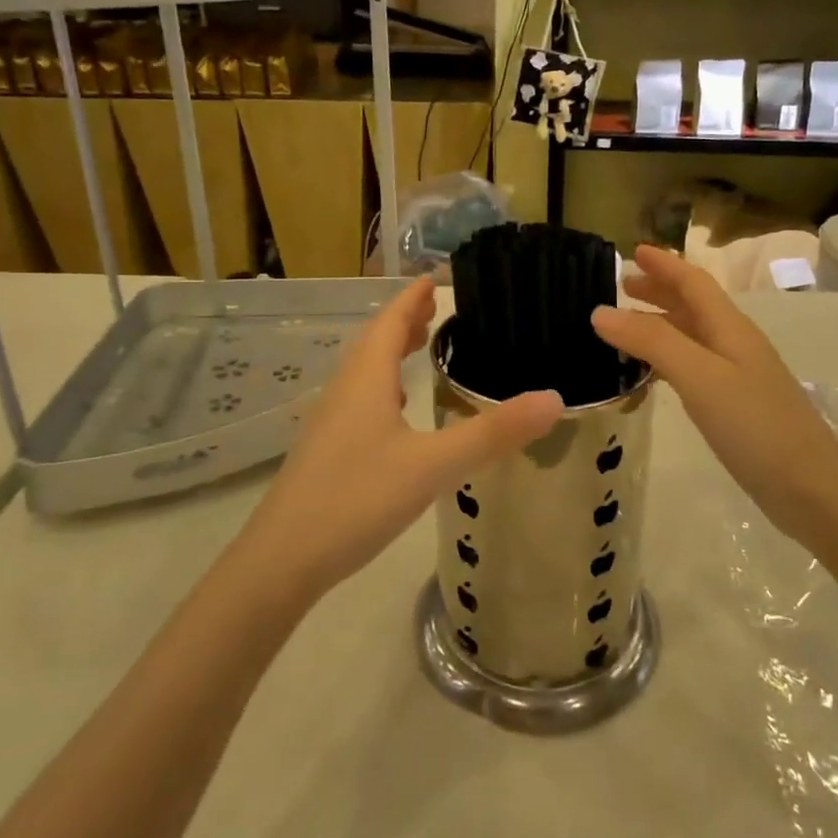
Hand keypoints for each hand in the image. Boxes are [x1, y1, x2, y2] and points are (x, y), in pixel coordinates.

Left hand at [239, 276, 561, 601]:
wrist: (282, 559)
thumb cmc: (357, 499)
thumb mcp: (433, 466)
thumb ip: (492, 433)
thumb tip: (554, 399)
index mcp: (366, 379)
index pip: (390, 321)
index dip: (412, 298)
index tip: (434, 277)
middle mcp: (344, 390)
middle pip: (374, 341)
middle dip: (404, 320)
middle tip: (435, 308)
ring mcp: (330, 421)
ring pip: (364, 371)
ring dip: (390, 351)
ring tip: (419, 346)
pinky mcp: (326, 450)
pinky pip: (359, 399)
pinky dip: (382, 386)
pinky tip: (396, 410)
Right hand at [592, 246, 837, 531]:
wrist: (810, 488)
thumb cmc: (755, 425)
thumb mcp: (699, 376)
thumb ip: (651, 341)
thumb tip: (600, 311)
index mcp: (730, 328)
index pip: (693, 282)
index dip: (665, 264)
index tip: (634, 250)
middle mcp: (734, 344)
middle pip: (693, 305)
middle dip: (659, 290)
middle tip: (622, 286)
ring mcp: (737, 376)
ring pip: (691, 336)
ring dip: (659, 324)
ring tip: (625, 328)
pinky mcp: (734, 405)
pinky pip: (692, 366)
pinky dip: (666, 359)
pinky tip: (650, 375)